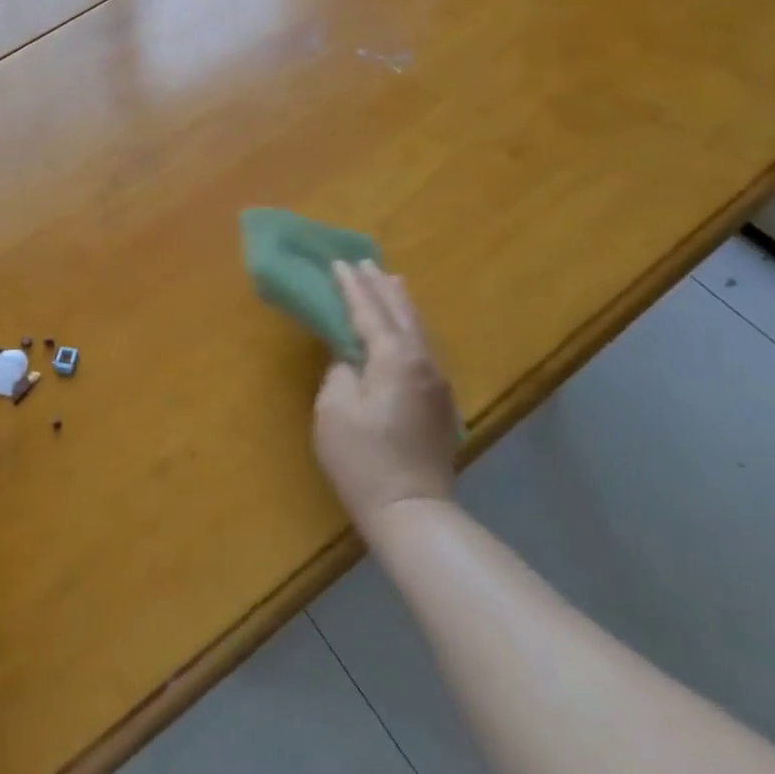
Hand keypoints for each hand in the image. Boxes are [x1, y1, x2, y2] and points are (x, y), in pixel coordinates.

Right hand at [313, 261, 461, 529]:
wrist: (412, 511)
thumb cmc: (363, 459)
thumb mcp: (334, 410)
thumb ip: (340, 371)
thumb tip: (351, 359)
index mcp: (394, 358)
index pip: (369, 312)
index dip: (351, 287)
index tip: (338, 263)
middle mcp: (422, 362)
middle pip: (401, 313)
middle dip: (381, 286)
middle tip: (366, 262)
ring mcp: (437, 384)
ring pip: (418, 330)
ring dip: (400, 304)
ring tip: (391, 282)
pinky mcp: (440, 404)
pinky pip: (423, 349)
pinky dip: (409, 328)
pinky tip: (404, 330)